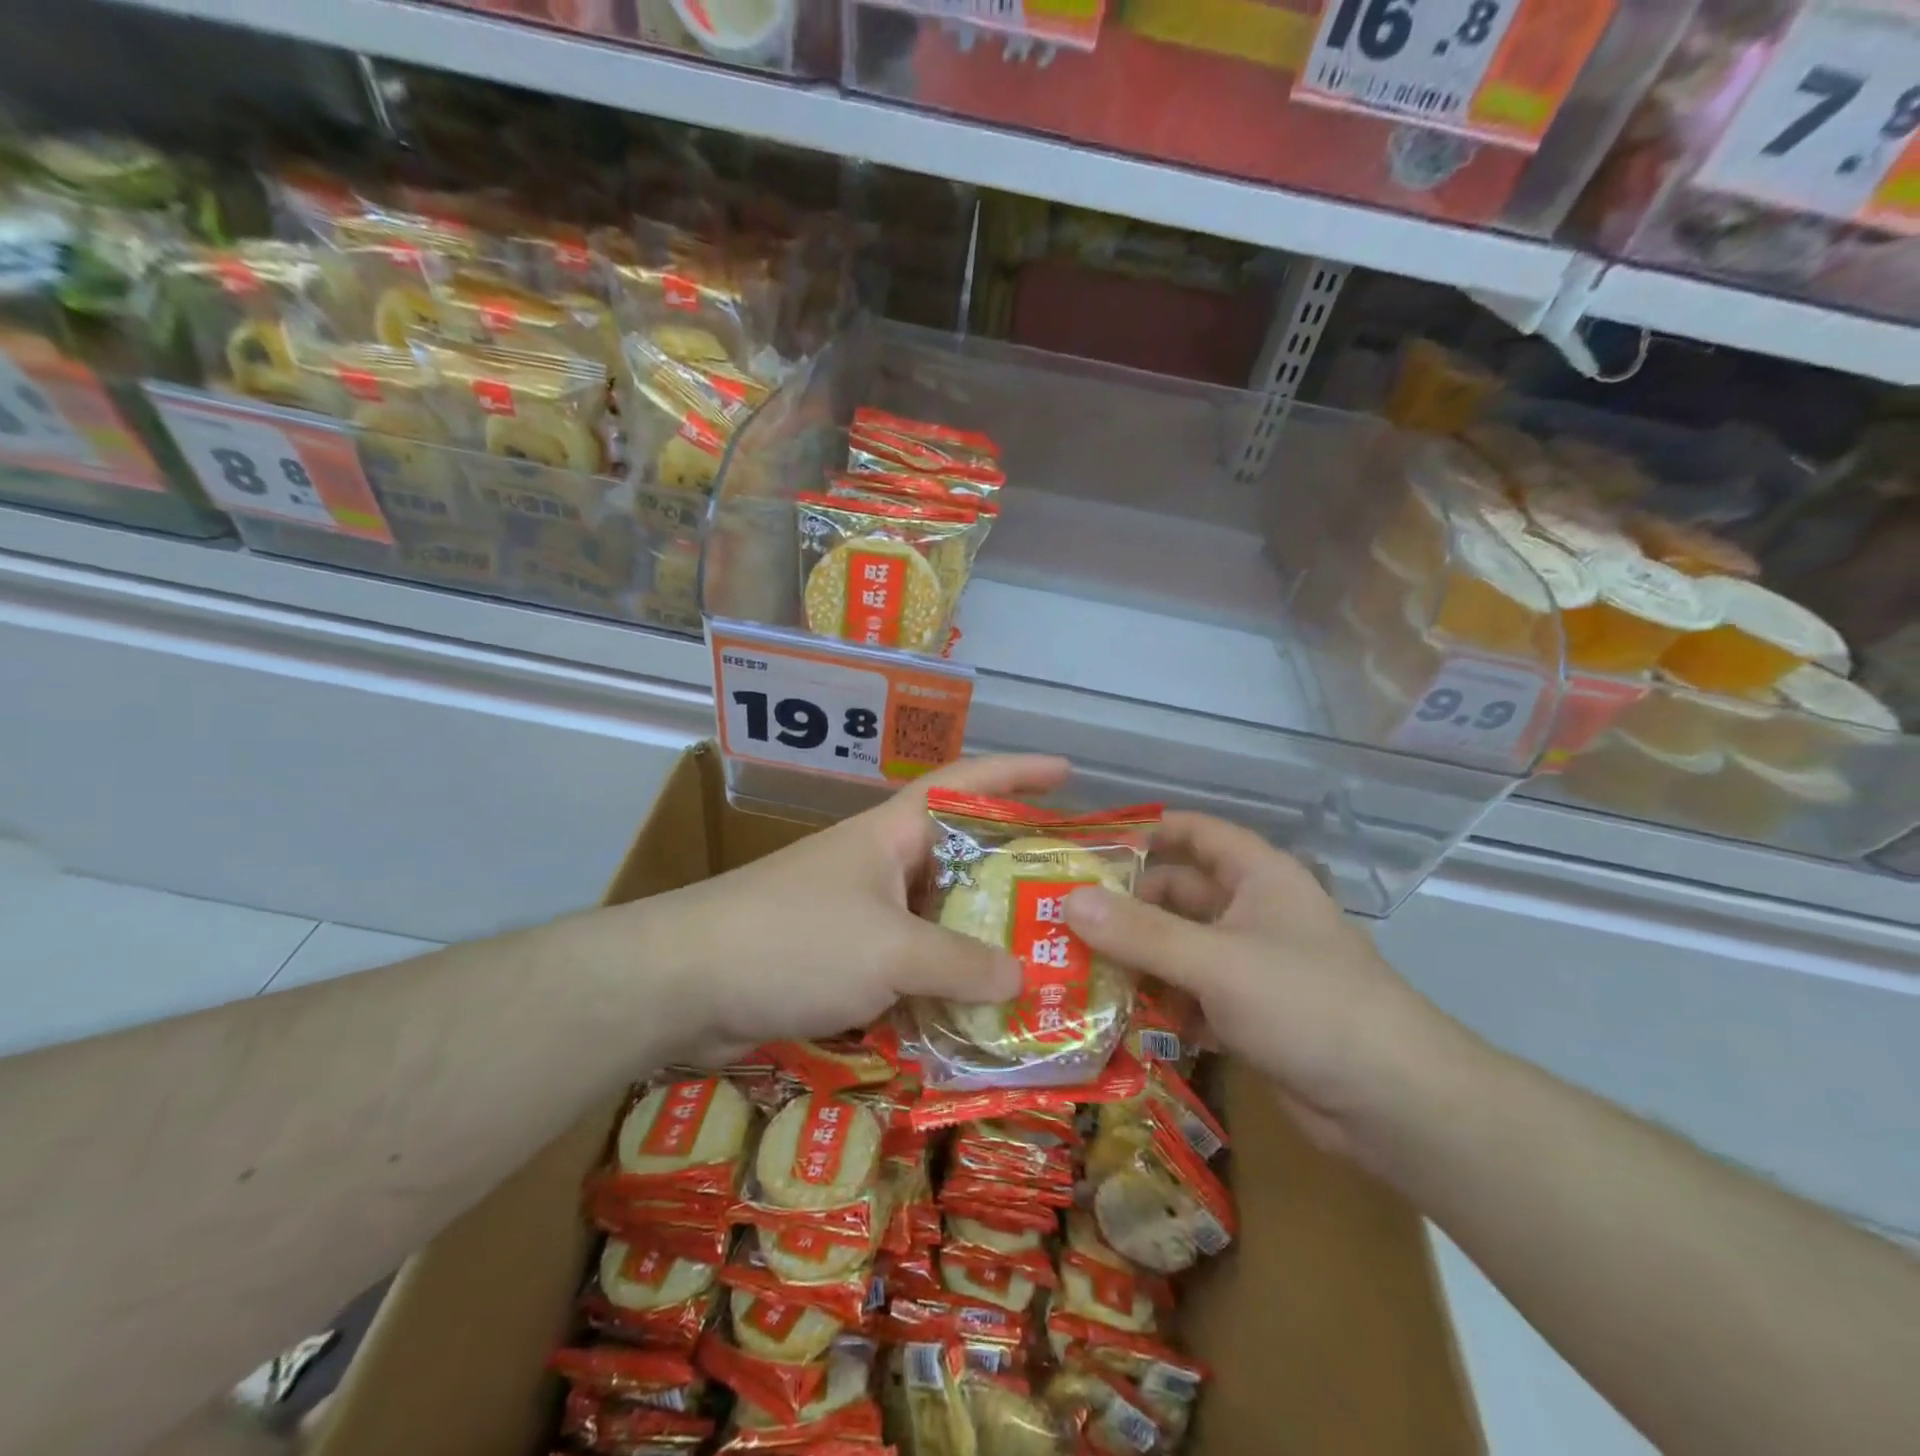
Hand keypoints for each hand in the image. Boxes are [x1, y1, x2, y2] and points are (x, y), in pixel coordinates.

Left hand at [646, 754, 1069, 1064]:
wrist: (682, 983)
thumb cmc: (794, 940)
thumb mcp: (889, 950)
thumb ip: (960, 964)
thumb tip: (1023, 978)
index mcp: (893, 833)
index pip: (966, 781)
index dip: (1018, 771)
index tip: (1069, 772)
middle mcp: (880, 863)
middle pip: (961, 857)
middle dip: (1014, 872)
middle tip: (1069, 894)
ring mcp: (858, 911)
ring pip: (936, 917)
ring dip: (978, 938)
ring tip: (1037, 961)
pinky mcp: (839, 958)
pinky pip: (907, 963)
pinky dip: (938, 982)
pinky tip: (973, 1013)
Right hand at [1063, 813, 1460, 1166]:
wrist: (1394, 1103)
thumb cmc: (1306, 1004)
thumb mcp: (1216, 962)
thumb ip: (1141, 933)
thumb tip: (1068, 901)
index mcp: (1257, 877)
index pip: (1194, 833)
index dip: (1145, 832)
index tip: (1087, 848)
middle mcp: (1253, 912)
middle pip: (1178, 895)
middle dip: (1126, 907)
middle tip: (1063, 921)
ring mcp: (1251, 965)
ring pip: (1180, 948)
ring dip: (1138, 960)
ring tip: (1077, 971)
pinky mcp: (1250, 1014)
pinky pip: (1192, 994)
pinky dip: (1162, 1003)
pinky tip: (1122, 1019)